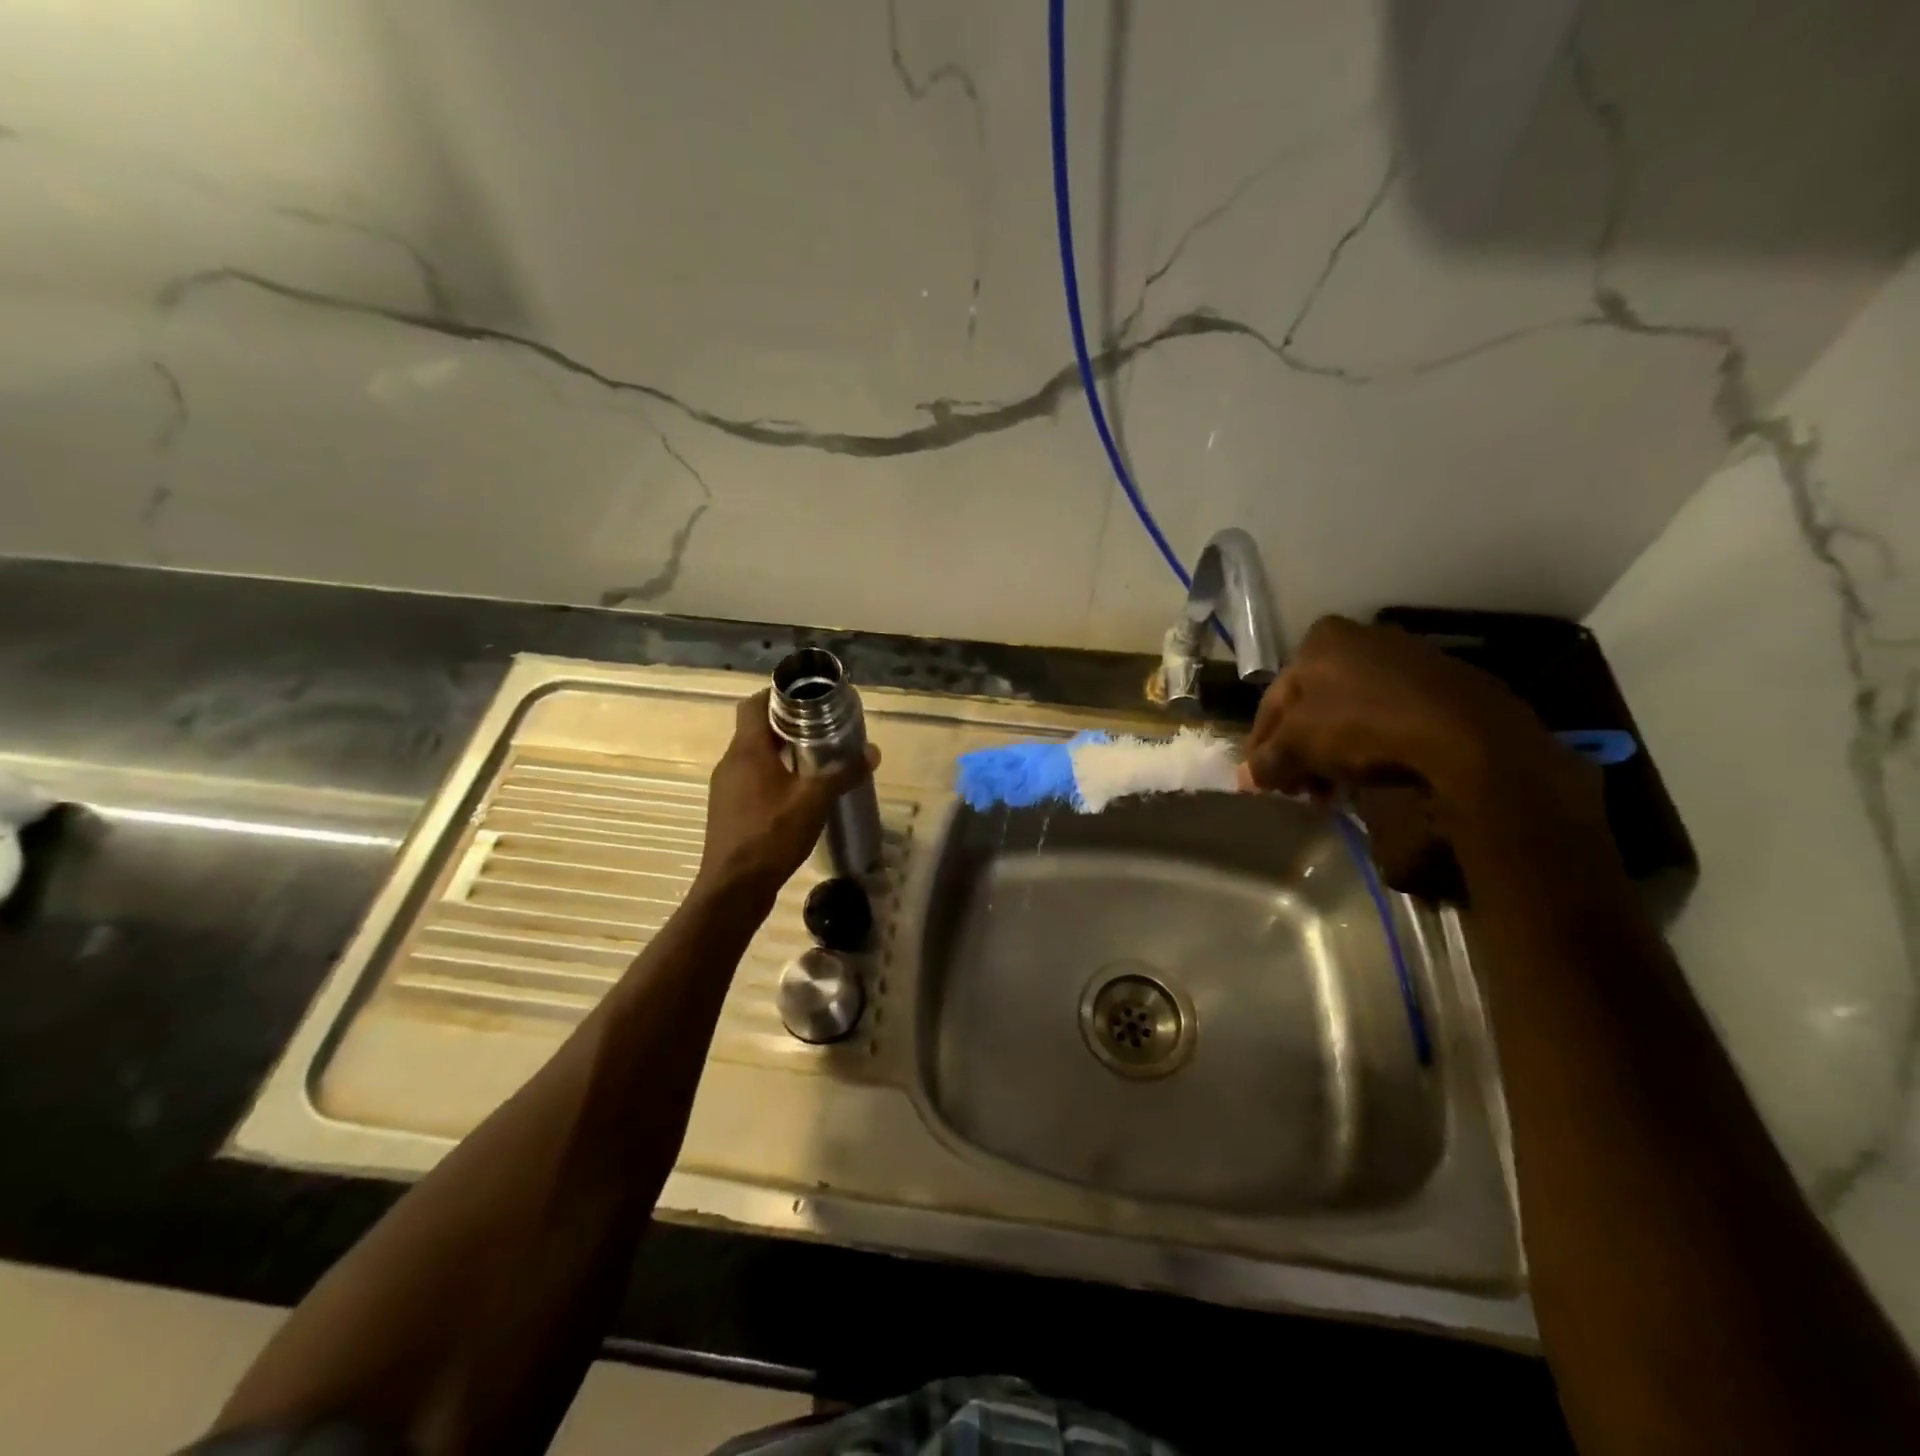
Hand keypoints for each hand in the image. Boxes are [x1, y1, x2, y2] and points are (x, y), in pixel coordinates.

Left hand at [697, 691, 875, 897]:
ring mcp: (725, 789)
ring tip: (814, 762)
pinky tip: (797, 797)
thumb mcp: (815, 801)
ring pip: (753, 758)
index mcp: (747, 750)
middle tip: (821, 731)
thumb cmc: (772, 835)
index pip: (754, 704)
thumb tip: (872, 752)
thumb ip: (843, 773)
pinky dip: (772, 778)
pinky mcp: (728, 811)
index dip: (777, 695)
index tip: (806, 700)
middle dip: (787, 726)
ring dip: (780, 755)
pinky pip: (751, 781)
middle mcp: (731, 763)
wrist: (733, 889)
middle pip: (755, 730)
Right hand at [1240, 617, 1600, 836]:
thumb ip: (1267, 761)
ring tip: (1333, 790)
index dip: (1262, 744)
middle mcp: (1360, 637)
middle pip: (1313, 706)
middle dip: (1301, 750)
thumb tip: (1244, 780)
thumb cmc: (1362, 725)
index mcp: (1319, 640)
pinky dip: (1372, 745)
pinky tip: (1370, 775)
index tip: (1262, 778)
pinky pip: (1388, 717)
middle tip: (1299, 789)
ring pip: (1350, 713)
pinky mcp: (1442, 683)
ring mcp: (1405, 657)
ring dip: (1334, 753)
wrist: (1466, 733)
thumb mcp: (1299, 746)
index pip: (1273, 700)